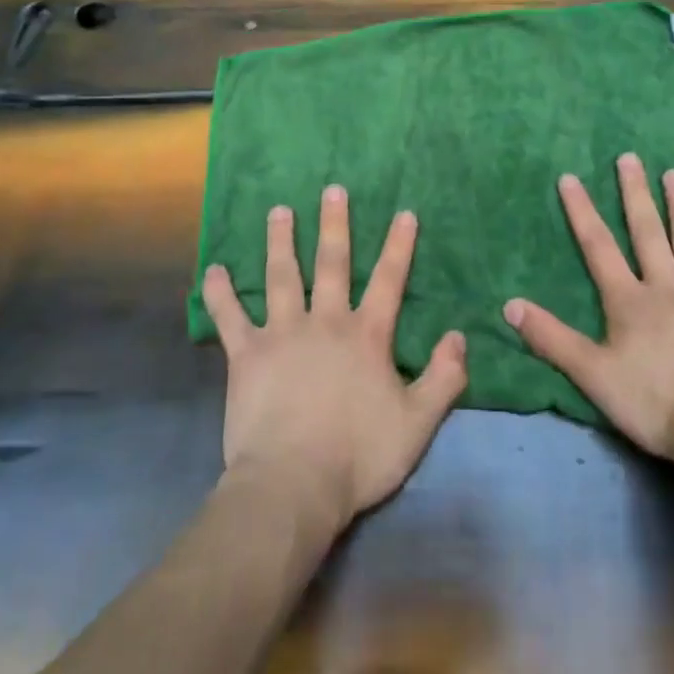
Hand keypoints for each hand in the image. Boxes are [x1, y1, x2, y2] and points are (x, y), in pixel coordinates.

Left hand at [202, 186, 467, 531]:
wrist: (294, 484)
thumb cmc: (358, 456)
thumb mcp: (417, 424)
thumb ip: (443, 378)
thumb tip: (460, 336)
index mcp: (366, 335)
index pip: (388, 281)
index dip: (398, 246)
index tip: (403, 212)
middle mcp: (325, 322)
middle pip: (331, 264)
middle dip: (334, 225)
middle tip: (332, 189)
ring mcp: (282, 333)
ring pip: (281, 276)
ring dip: (280, 241)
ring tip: (279, 210)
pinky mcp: (246, 354)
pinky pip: (230, 317)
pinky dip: (221, 293)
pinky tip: (213, 270)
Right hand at [503, 153, 673, 461]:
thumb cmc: (653, 403)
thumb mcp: (592, 374)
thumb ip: (551, 338)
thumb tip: (510, 304)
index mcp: (629, 301)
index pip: (598, 247)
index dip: (582, 212)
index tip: (570, 177)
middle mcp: (667, 287)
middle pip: (648, 233)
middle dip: (635, 194)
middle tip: (630, 158)